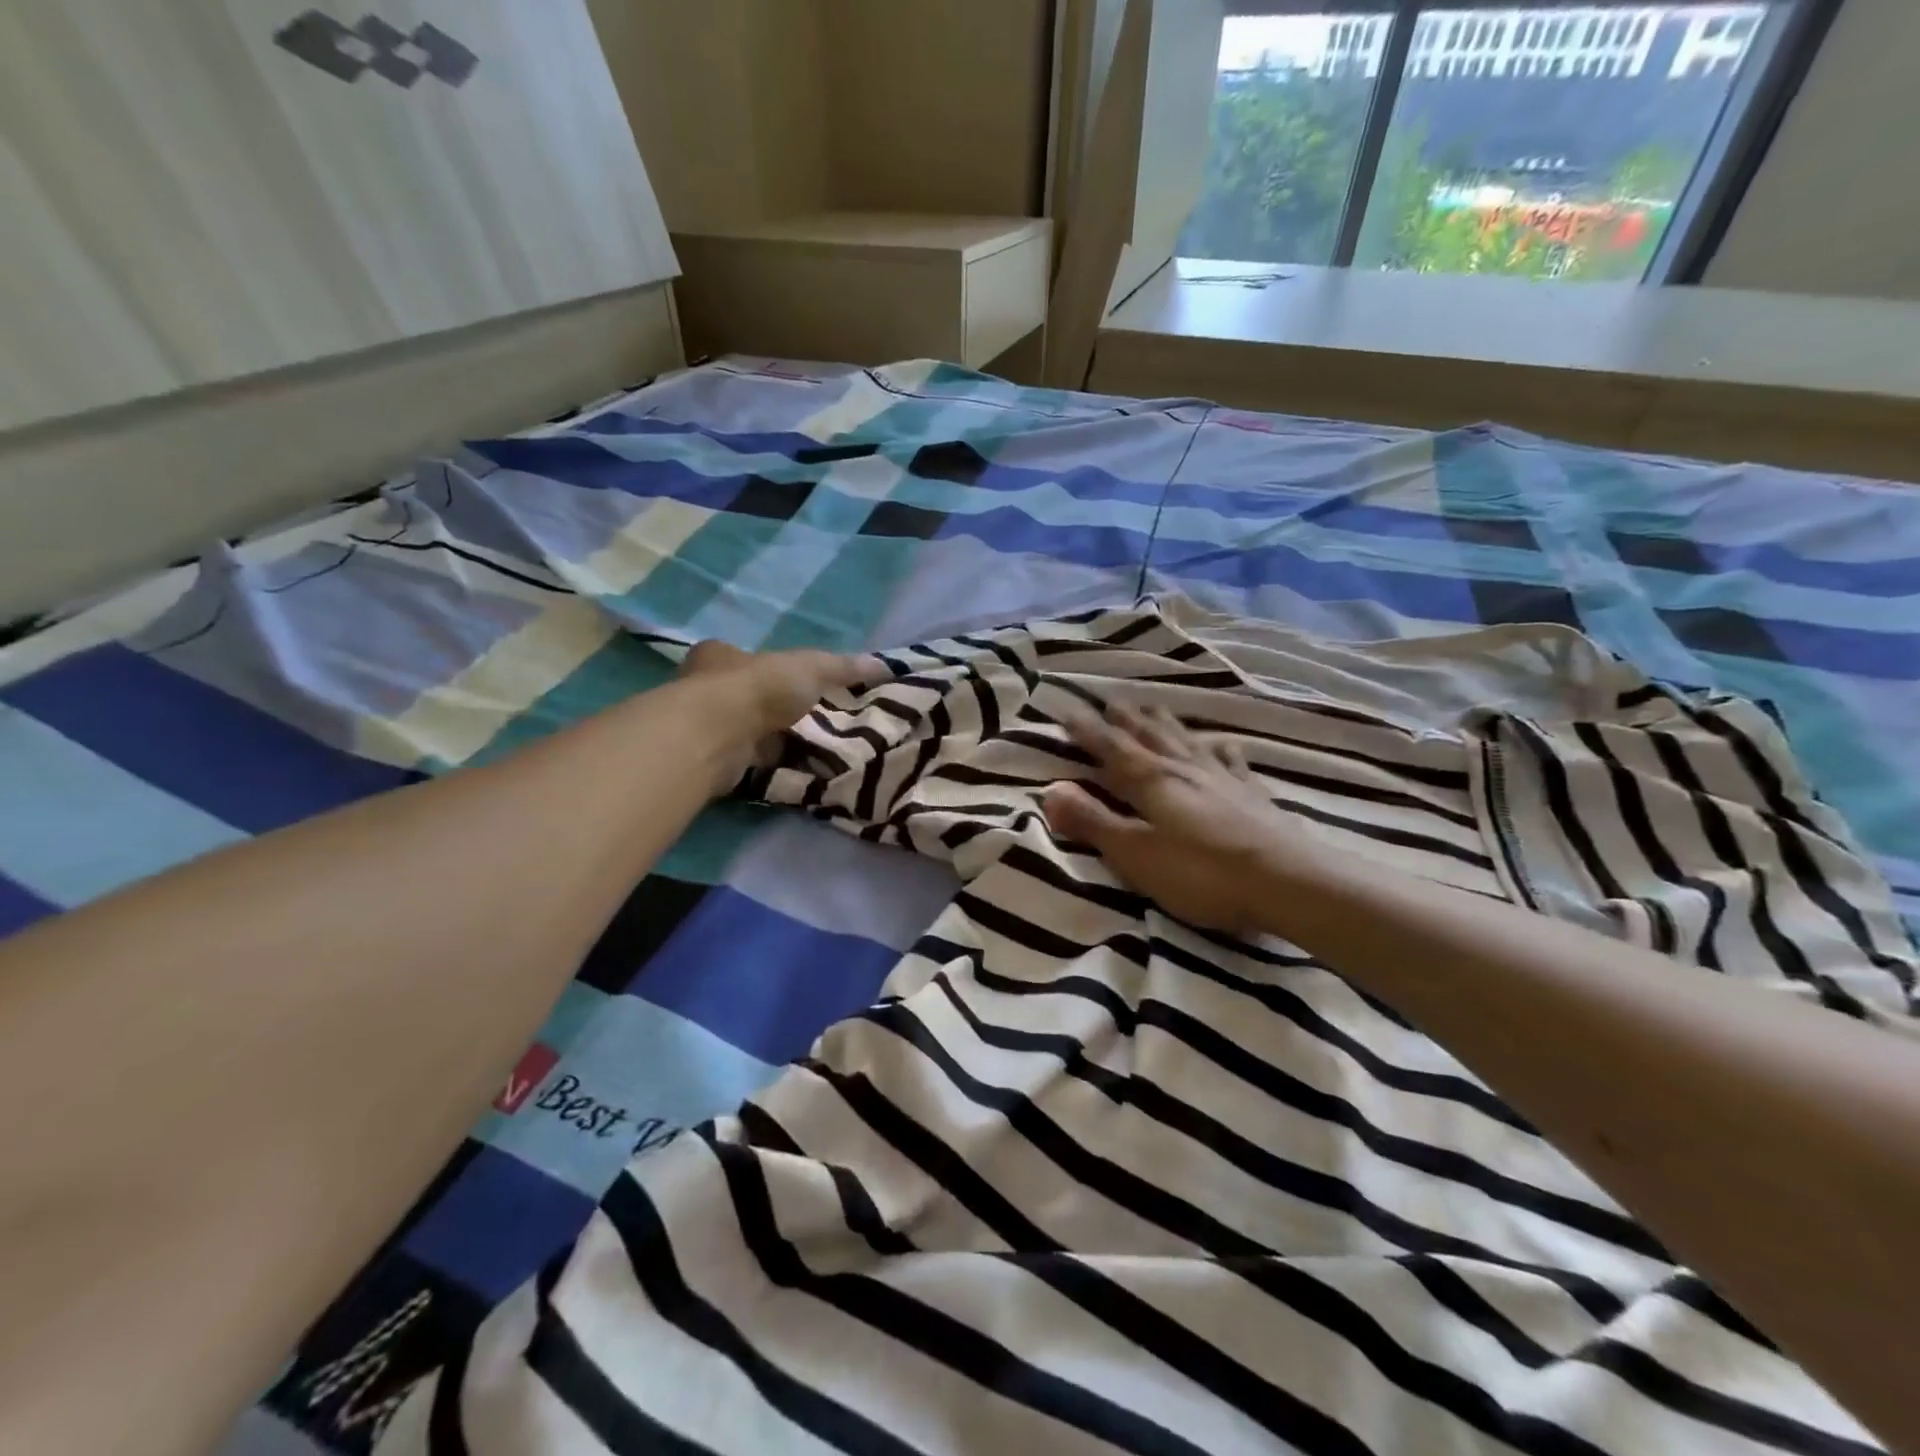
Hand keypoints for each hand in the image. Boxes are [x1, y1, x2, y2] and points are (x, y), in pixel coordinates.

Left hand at [676, 640, 879, 790]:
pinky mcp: (713, 761)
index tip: (807, 687)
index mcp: (721, 656)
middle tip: (819, 721)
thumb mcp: (810, 668)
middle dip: (781, 710)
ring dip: (778, 741)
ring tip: (819, 750)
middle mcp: (706, 689)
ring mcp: (708, 728)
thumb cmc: (758, 688)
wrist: (717, 737)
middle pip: (751, 698)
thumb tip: (883, 664)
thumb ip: (842, 667)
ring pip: (752, 732)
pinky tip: (800, 772)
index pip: (751, 659)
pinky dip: (774, 767)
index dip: (778, 671)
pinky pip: (752, 762)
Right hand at [1042, 704, 1298, 933]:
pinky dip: (1220, 748)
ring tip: (1153, 707)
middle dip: (1126, 719)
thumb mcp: (1135, 854)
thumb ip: (1093, 822)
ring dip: (1164, 723)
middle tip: (1111, 700)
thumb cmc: (1200, 873)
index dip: (1087, 730)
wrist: (1287, 882)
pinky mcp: (1251, 795)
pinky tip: (1222, 743)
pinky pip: (1230, 761)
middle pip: (1149, 736)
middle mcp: (1183, 768)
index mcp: (1151, 781)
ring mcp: (1221, 778)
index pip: (1110, 748)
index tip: (1067, 709)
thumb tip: (1049, 791)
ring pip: (1185, 740)